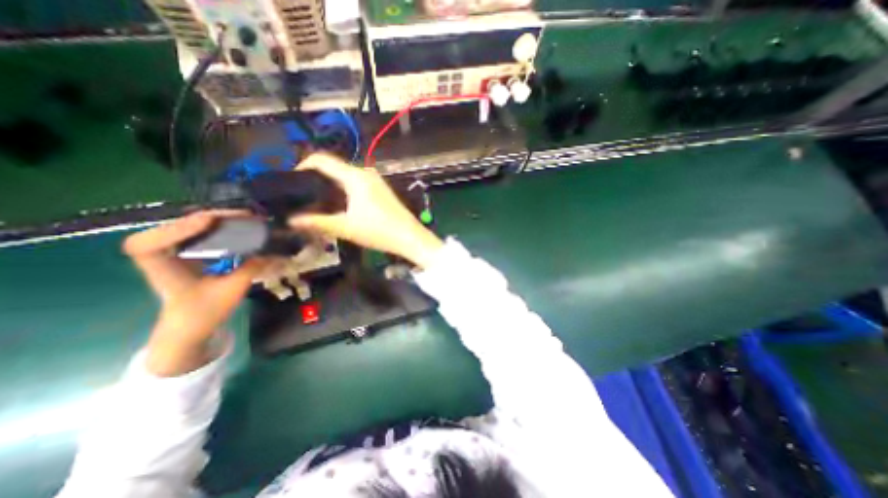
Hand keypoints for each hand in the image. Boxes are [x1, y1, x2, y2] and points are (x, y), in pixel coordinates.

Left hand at [122, 209, 266, 377]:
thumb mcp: (231, 291)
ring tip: (246, 218)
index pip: (148, 244)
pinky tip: (239, 226)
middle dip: (212, 217)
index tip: (208, 224)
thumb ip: (251, 269)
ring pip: (190, 225)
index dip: (176, 230)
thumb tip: (274, 252)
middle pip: (177, 226)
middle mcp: (163, 254)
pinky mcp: (186, 251)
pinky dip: (220, 226)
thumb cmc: (204, 313)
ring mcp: (174, 251)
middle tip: (245, 216)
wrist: (191, 326)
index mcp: (162, 268)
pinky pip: (200, 231)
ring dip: (218, 219)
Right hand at [290, 151, 443, 268]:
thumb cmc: (378, 230)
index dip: (302, 166)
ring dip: (330, 186)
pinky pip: (356, 183)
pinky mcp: (381, 188)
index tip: (291, 181)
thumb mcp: (345, 227)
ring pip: (345, 176)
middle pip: (334, 168)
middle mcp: (365, 172)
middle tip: (302, 196)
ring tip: (317, 202)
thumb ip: (317, 222)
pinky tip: (339, 205)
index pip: (322, 160)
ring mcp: (375, 180)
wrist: (409, 237)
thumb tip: (291, 220)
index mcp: (355, 176)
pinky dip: (344, 190)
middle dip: (316, 179)